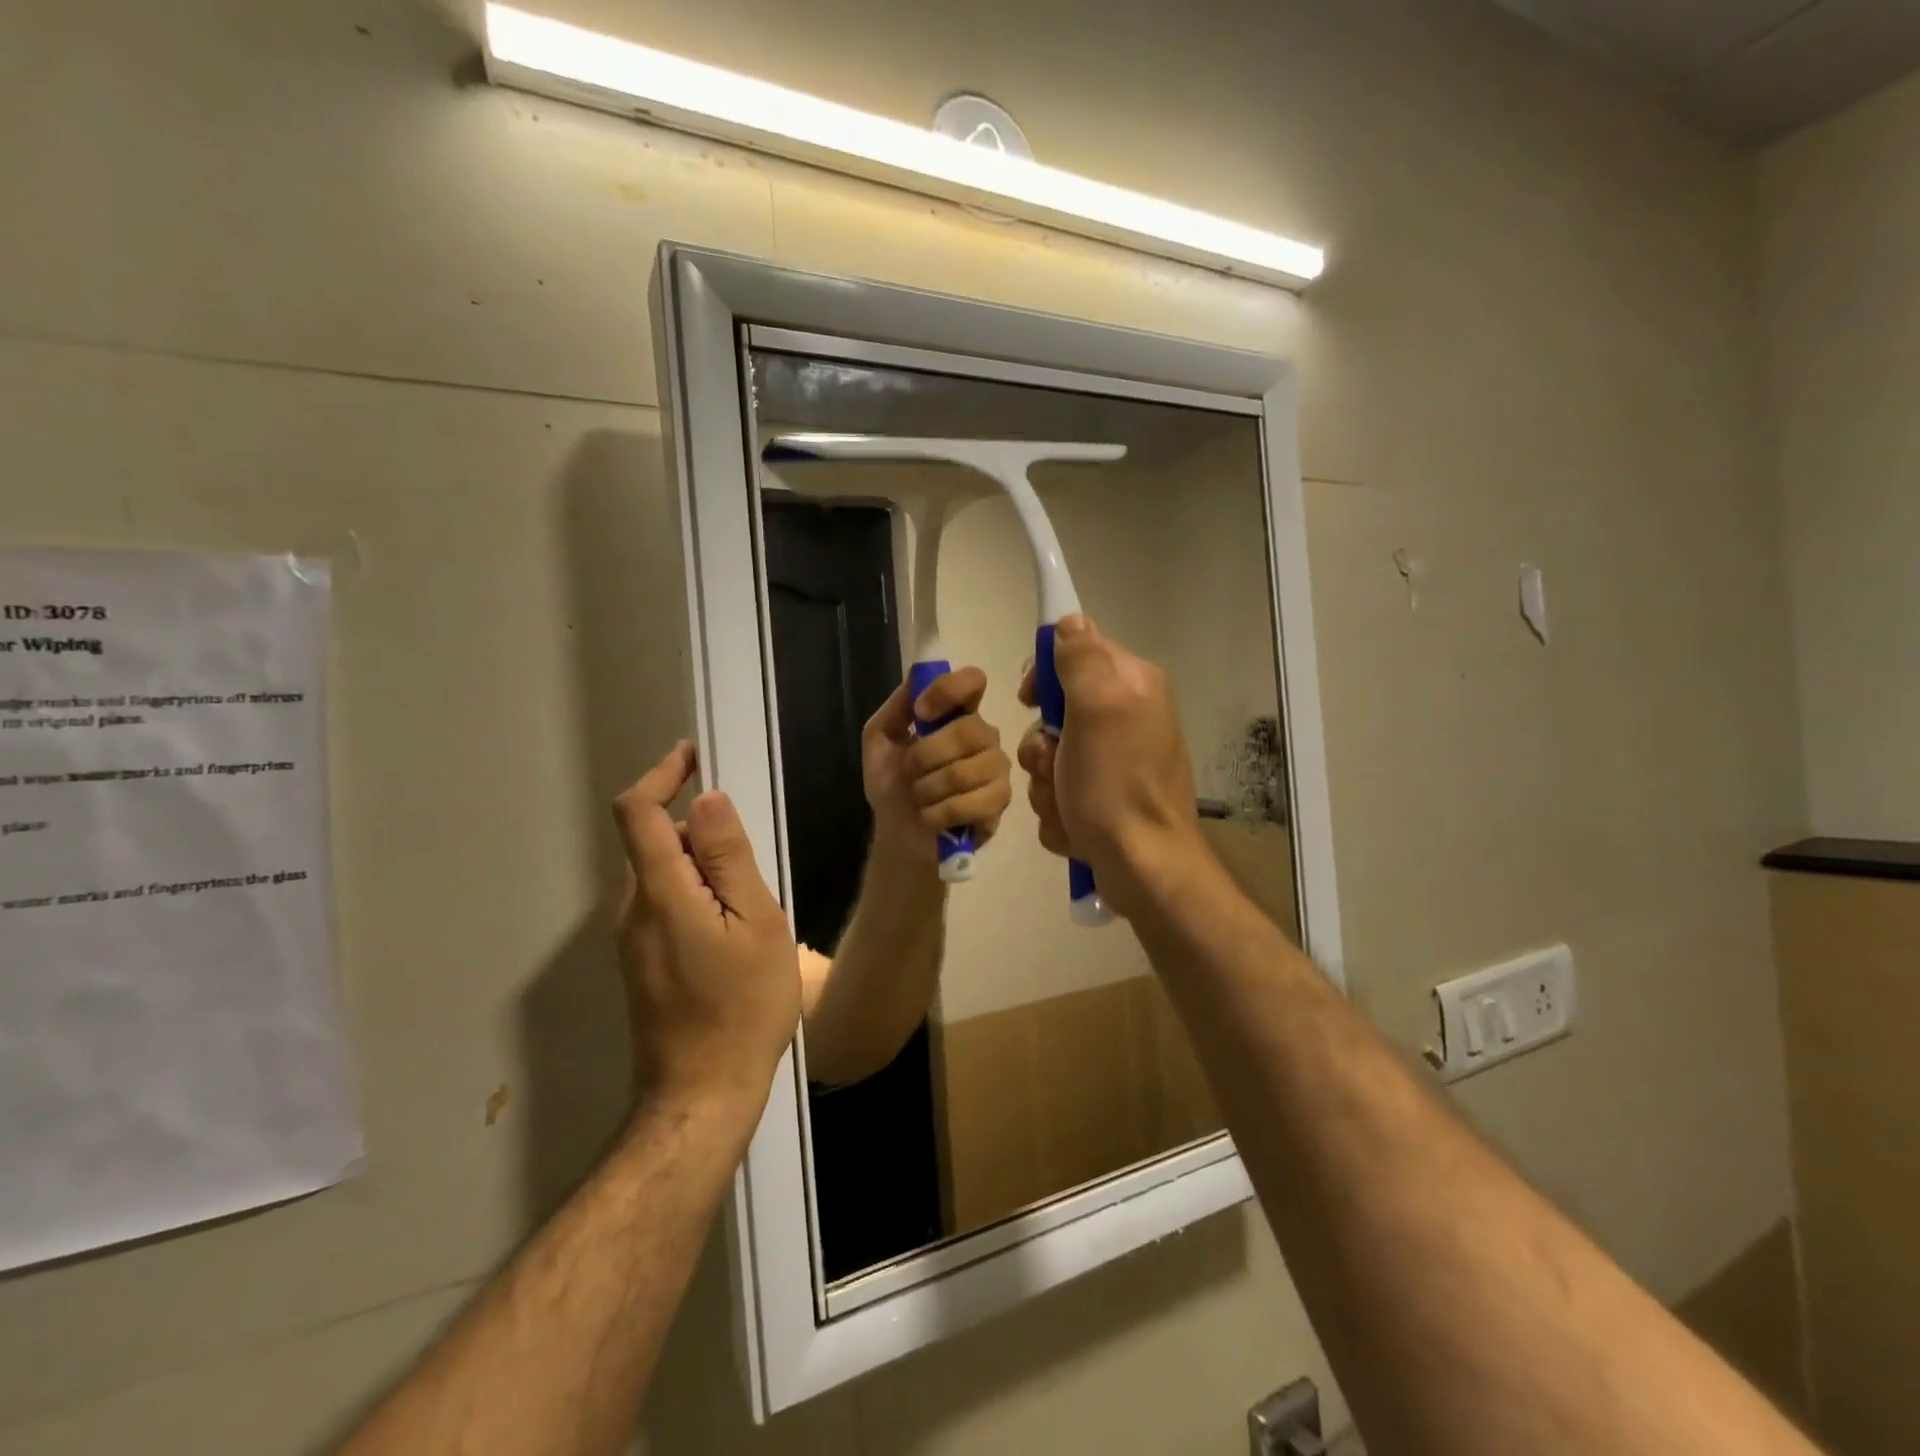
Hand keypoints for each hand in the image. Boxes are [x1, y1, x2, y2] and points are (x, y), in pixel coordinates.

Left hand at [611, 742, 800, 1113]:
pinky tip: (732, 933)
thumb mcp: (755, 923)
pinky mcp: (640, 963)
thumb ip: (728, 858)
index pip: (638, 812)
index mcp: (660, 892)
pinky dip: (693, 894)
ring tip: (750, 907)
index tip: (692, 756)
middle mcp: (632, 909)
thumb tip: (706, 798)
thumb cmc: (743, 1006)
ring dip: (699, 866)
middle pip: (652, 842)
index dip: (661, 774)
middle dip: (696, 830)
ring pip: (660, 876)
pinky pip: (662, 906)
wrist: (702, 1094)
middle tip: (750, 860)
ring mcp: (631, 940)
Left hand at [862, 667, 1013, 865]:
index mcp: (958, 714)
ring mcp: (997, 769)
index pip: (973, 681)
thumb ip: (897, 706)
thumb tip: (918, 676)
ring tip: (921, 798)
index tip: (922, 713)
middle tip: (911, 773)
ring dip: (928, 789)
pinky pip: (973, 802)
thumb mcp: (880, 739)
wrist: (898, 834)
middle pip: (968, 730)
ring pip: (965, 770)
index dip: (948, 690)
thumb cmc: (892, 785)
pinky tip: (933, 817)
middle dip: (925, 756)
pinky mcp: (1000, 802)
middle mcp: (984, 736)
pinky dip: (940, 813)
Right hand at [1016, 616, 1205, 918]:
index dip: (1045, 673)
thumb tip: (1069, 620)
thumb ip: (1081, 658)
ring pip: (1051, 756)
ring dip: (1046, 783)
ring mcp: (1115, 762)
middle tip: (1054, 764)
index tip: (1029, 699)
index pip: (1075, 650)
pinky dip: (1059, 810)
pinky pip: (1059, 790)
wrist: (1143, 867)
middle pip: (1055, 711)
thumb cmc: (1116, 785)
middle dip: (1042, 745)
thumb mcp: (1098, 709)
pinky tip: (1075, 826)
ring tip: (1066, 805)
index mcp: (1131, 685)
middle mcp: (1126, 717)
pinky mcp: (1104, 799)